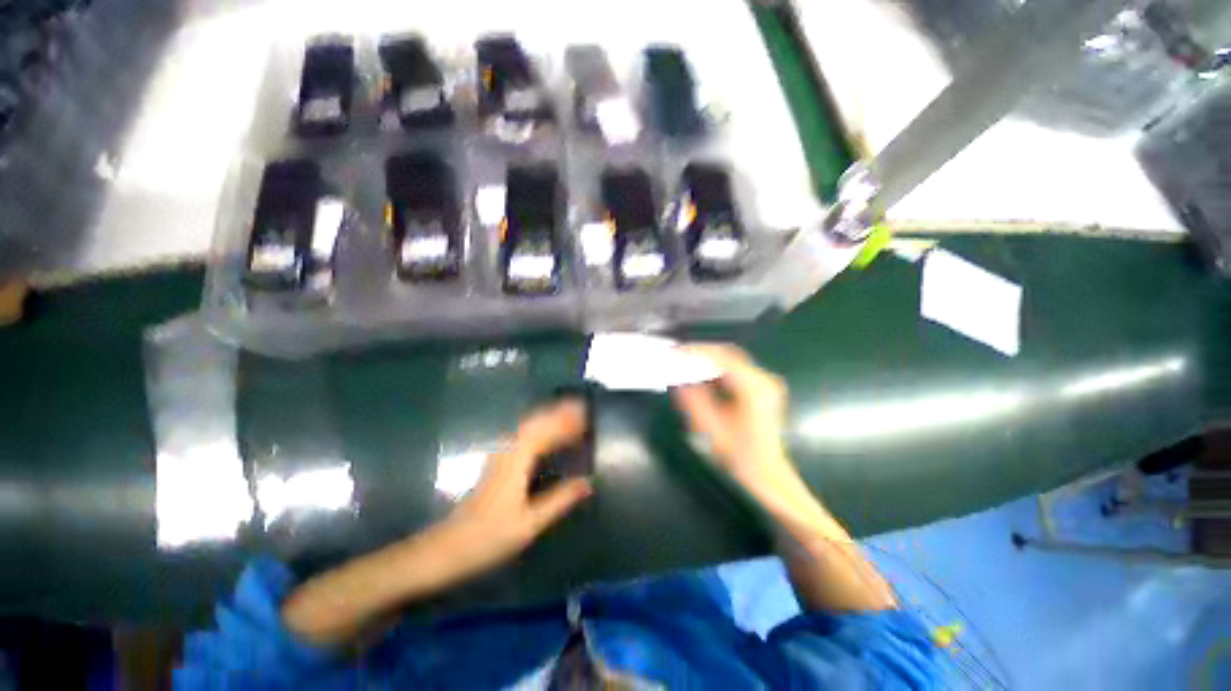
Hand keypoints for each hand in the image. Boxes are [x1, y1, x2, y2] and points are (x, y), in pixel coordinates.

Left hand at [281, 400, 591, 645]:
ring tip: (571, 418)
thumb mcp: (529, 523)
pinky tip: (549, 438)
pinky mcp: (498, 464)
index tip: (586, 413)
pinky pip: (525, 437)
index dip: (566, 420)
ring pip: (529, 427)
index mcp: (517, 459)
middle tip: (583, 410)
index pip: (545, 430)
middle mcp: (508, 450)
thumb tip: (588, 482)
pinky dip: (541, 431)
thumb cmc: (486, 538)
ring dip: (550, 419)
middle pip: (536, 421)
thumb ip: (560, 500)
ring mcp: (501, 456)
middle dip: (559, 413)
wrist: (443, 551)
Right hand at [671, 344, 809, 509]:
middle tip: (678, 355)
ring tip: (686, 363)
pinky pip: (737, 369)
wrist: (768, 473)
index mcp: (754, 389)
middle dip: (702, 352)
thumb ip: (693, 400)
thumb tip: (678, 379)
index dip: (697, 352)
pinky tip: (703, 375)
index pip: (722, 358)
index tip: (676, 352)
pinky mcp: (763, 387)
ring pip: (732, 359)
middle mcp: (764, 380)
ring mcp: (766, 382)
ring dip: (709, 360)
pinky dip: (718, 369)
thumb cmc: (740, 455)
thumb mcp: (711, 428)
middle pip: (729, 354)